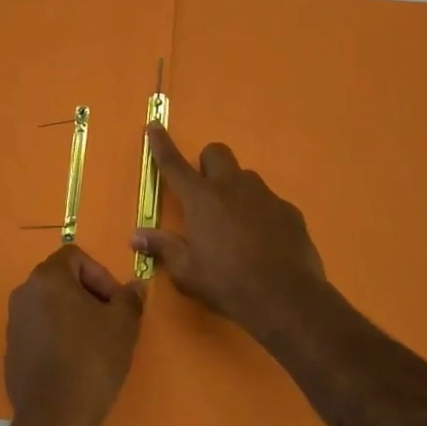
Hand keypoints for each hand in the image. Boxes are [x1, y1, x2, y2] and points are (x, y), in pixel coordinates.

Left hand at [5, 246, 142, 425]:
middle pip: (62, 280)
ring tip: (95, 344)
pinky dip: (58, 337)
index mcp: (48, 278)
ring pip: (50, 306)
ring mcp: (14, 322)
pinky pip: (39, 331)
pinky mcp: (12, 350)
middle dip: (89, 295)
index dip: (101, 274)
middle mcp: (24, 292)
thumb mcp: (123, 326)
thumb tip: (135, 287)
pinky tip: (75, 364)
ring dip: (73, 316)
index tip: (116, 303)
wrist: (53, 418)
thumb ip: (130, 299)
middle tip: (110, 322)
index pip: (75, 256)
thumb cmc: (90, 360)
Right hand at [133, 125, 326, 338]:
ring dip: (236, 190)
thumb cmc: (228, 283)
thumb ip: (163, 248)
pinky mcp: (290, 212)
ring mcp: (265, 196)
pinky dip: (261, 214)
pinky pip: (270, 202)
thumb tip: (136, 236)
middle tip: (205, 193)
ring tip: (236, 224)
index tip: (155, 126)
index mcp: (201, 199)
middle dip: (208, 164)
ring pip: (246, 177)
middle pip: (217, 153)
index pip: (174, 164)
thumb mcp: (187, 272)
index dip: (162, 144)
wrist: (288, 299)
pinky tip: (264, 242)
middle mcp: (233, 187)